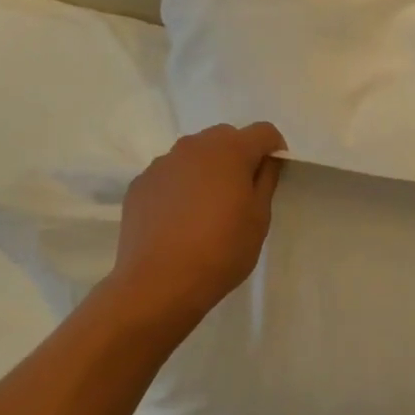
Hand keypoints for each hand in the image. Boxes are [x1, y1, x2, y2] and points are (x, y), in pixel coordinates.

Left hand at [107, 122, 286, 327]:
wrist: (160, 282)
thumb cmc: (221, 250)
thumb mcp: (259, 218)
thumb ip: (266, 180)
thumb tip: (265, 161)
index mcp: (229, 150)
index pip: (263, 131)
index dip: (274, 150)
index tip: (273, 175)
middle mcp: (193, 146)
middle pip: (225, 137)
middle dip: (238, 156)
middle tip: (241, 193)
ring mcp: (162, 163)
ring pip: (193, 155)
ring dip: (207, 170)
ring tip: (207, 209)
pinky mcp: (140, 184)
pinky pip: (170, 175)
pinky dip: (180, 187)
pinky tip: (179, 220)